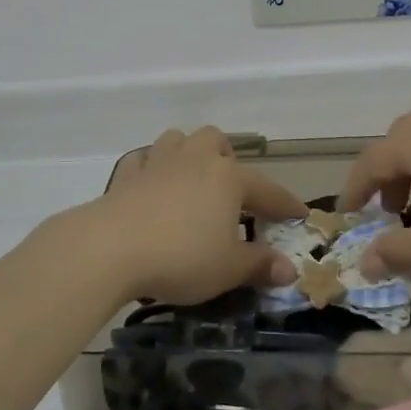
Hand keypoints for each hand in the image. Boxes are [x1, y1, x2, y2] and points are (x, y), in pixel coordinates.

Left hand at [67, 127, 306, 304]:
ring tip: (191, 181)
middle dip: (227, 160)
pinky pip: (143, 160)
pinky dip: (151, 168)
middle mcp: (195, 159)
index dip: (285, 204)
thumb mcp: (228, 269)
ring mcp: (157, 162)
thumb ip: (259, 265)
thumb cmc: (181, 257)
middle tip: (231, 192)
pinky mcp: (126, 175)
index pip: (267, 189)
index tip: (299, 214)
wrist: (111, 247)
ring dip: (188, 153)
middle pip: (216, 141)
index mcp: (227, 178)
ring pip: (177, 140)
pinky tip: (151, 186)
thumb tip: (289, 269)